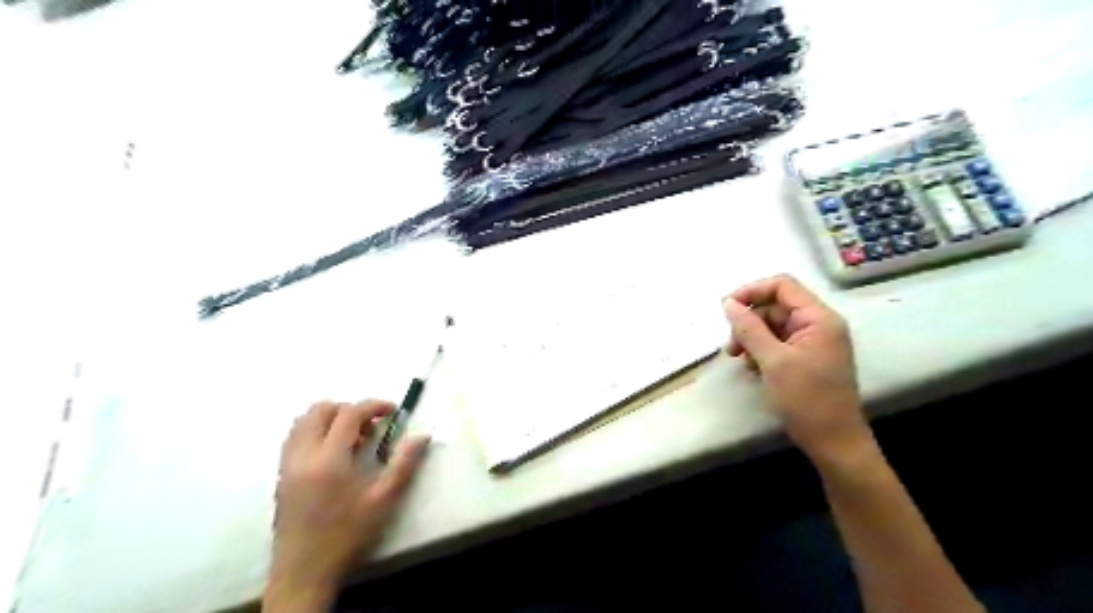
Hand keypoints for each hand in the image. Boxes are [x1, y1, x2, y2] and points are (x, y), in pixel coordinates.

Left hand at [266, 401, 427, 609]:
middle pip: (320, 410)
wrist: (304, 572)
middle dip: (349, 409)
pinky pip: (294, 439)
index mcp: (329, 459)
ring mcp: (287, 465)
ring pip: (303, 422)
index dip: (373, 406)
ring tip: (352, 438)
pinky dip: (314, 432)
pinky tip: (333, 453)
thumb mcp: (384, 500)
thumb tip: (422, 436)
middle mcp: (303, 455)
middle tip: (371, 426)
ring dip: (329, 419)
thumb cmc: (347, 535)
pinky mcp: (281, 476)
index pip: (349, 414)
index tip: (393, 411)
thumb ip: (404, 464)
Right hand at [724, 276, 871, 462]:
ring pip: (773, 326)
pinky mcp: (806, 358)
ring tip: (738, 358)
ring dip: (751, 337)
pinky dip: (761, 350)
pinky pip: (778, 343)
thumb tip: (728, 303)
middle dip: (749, 321)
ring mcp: (813, 342)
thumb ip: (749, 328)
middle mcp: (818, 324)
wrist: (834, 443)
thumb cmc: (807, 399)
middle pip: (775, 306)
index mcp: (818, 318)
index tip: (726, 308)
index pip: (782, 286)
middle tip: (731, 346)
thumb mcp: (773, 361)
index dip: (752, 291)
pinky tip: (751, 368)